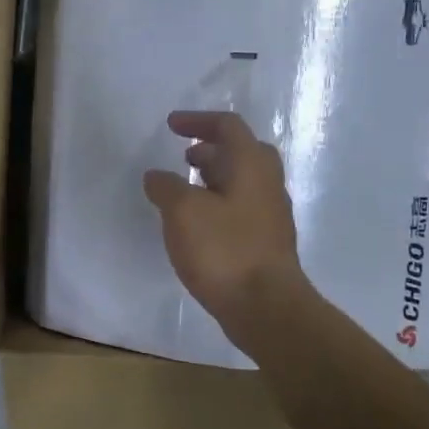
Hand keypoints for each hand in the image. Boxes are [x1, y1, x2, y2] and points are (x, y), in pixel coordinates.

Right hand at [142, 110, 305, 341]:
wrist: (265, 307)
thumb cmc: (224, 250)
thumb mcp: (182, 211)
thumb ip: (166, 187)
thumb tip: (157, 176)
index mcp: (251, 165)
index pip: (228, 126)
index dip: (198, 120)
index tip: (171, 125)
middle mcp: (267, 184)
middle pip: (242, 152)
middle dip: (212, 148)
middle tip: (185, 155)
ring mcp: (271, 215)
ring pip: (243, 182)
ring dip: (215, 176)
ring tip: (185, 188)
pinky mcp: (266, 242)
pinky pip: (241, 208)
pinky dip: (218, 203)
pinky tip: (198, 224)